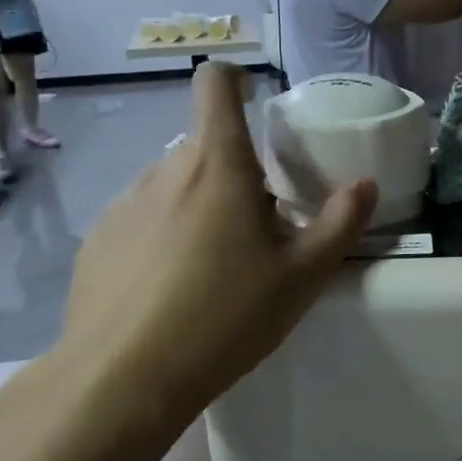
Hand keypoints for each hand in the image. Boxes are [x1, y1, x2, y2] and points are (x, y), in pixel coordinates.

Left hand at [61, 63, 375, 427]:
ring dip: (196, 206)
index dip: (235, 81)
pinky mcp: (96, 242)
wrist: (124, 379)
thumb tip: (365, 185)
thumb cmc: (225, 317)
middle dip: (233, 173)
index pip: (215, 84)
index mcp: (217, 165)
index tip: (255, 105)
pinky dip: (161, 237)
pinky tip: (168, 290)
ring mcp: (122, 205)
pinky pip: (139, 220)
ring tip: (211, 267)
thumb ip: (340, 224)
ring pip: (171, 186)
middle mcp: (164, 170)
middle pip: (204, 148)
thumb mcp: (301, 277)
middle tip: (255, 229)